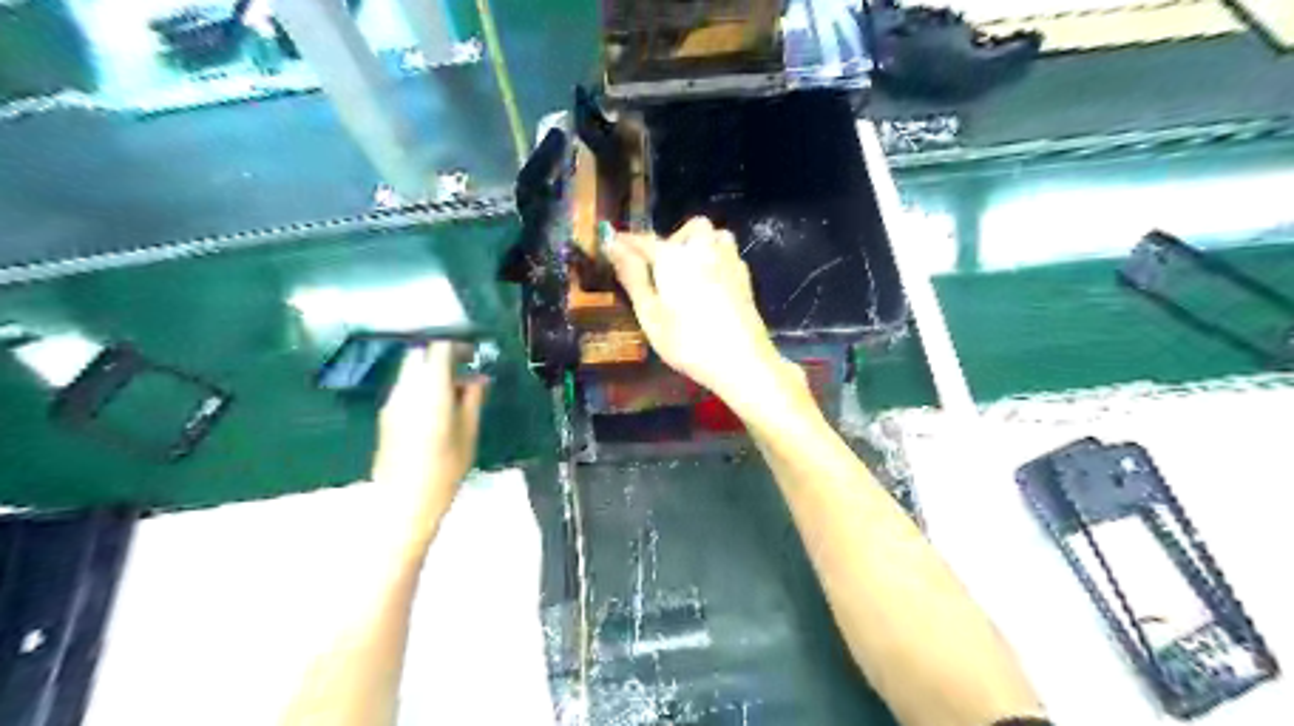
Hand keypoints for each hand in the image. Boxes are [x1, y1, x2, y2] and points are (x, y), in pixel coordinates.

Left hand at [371, 342, 486, 545]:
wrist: (404, 502)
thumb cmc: (445, 468)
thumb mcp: (469, 432)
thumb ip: (473, 399)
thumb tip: (478, 378)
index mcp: (430, 389)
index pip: (439, 347)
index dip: (457, 344)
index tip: (473, 353)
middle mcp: (406, 388)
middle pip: (419, 354)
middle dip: (441, 354)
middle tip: (464, 368)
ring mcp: (392, 402)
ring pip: (410, 371)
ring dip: (431, 372)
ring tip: (455, 391)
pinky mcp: (386, 416)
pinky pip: (405, 388)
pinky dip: (422, 387)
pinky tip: (438, 408)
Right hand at [605, 216, 799, 414]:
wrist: (742, 362)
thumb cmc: (688, 343)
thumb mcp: (650, 315)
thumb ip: (633, 277)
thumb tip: (614, 246)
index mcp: (674, 257)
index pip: (644, 241)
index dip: (625, 242)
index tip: (610, 244)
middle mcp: (704, 249)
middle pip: (688, 229)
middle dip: (670, 239)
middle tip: (657, 266)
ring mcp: (729, 262)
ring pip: (714, 235)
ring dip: (697, 243)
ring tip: (685, 270)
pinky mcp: (745, 278)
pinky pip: (727, 253)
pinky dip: (714, 257)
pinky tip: (708, 281)